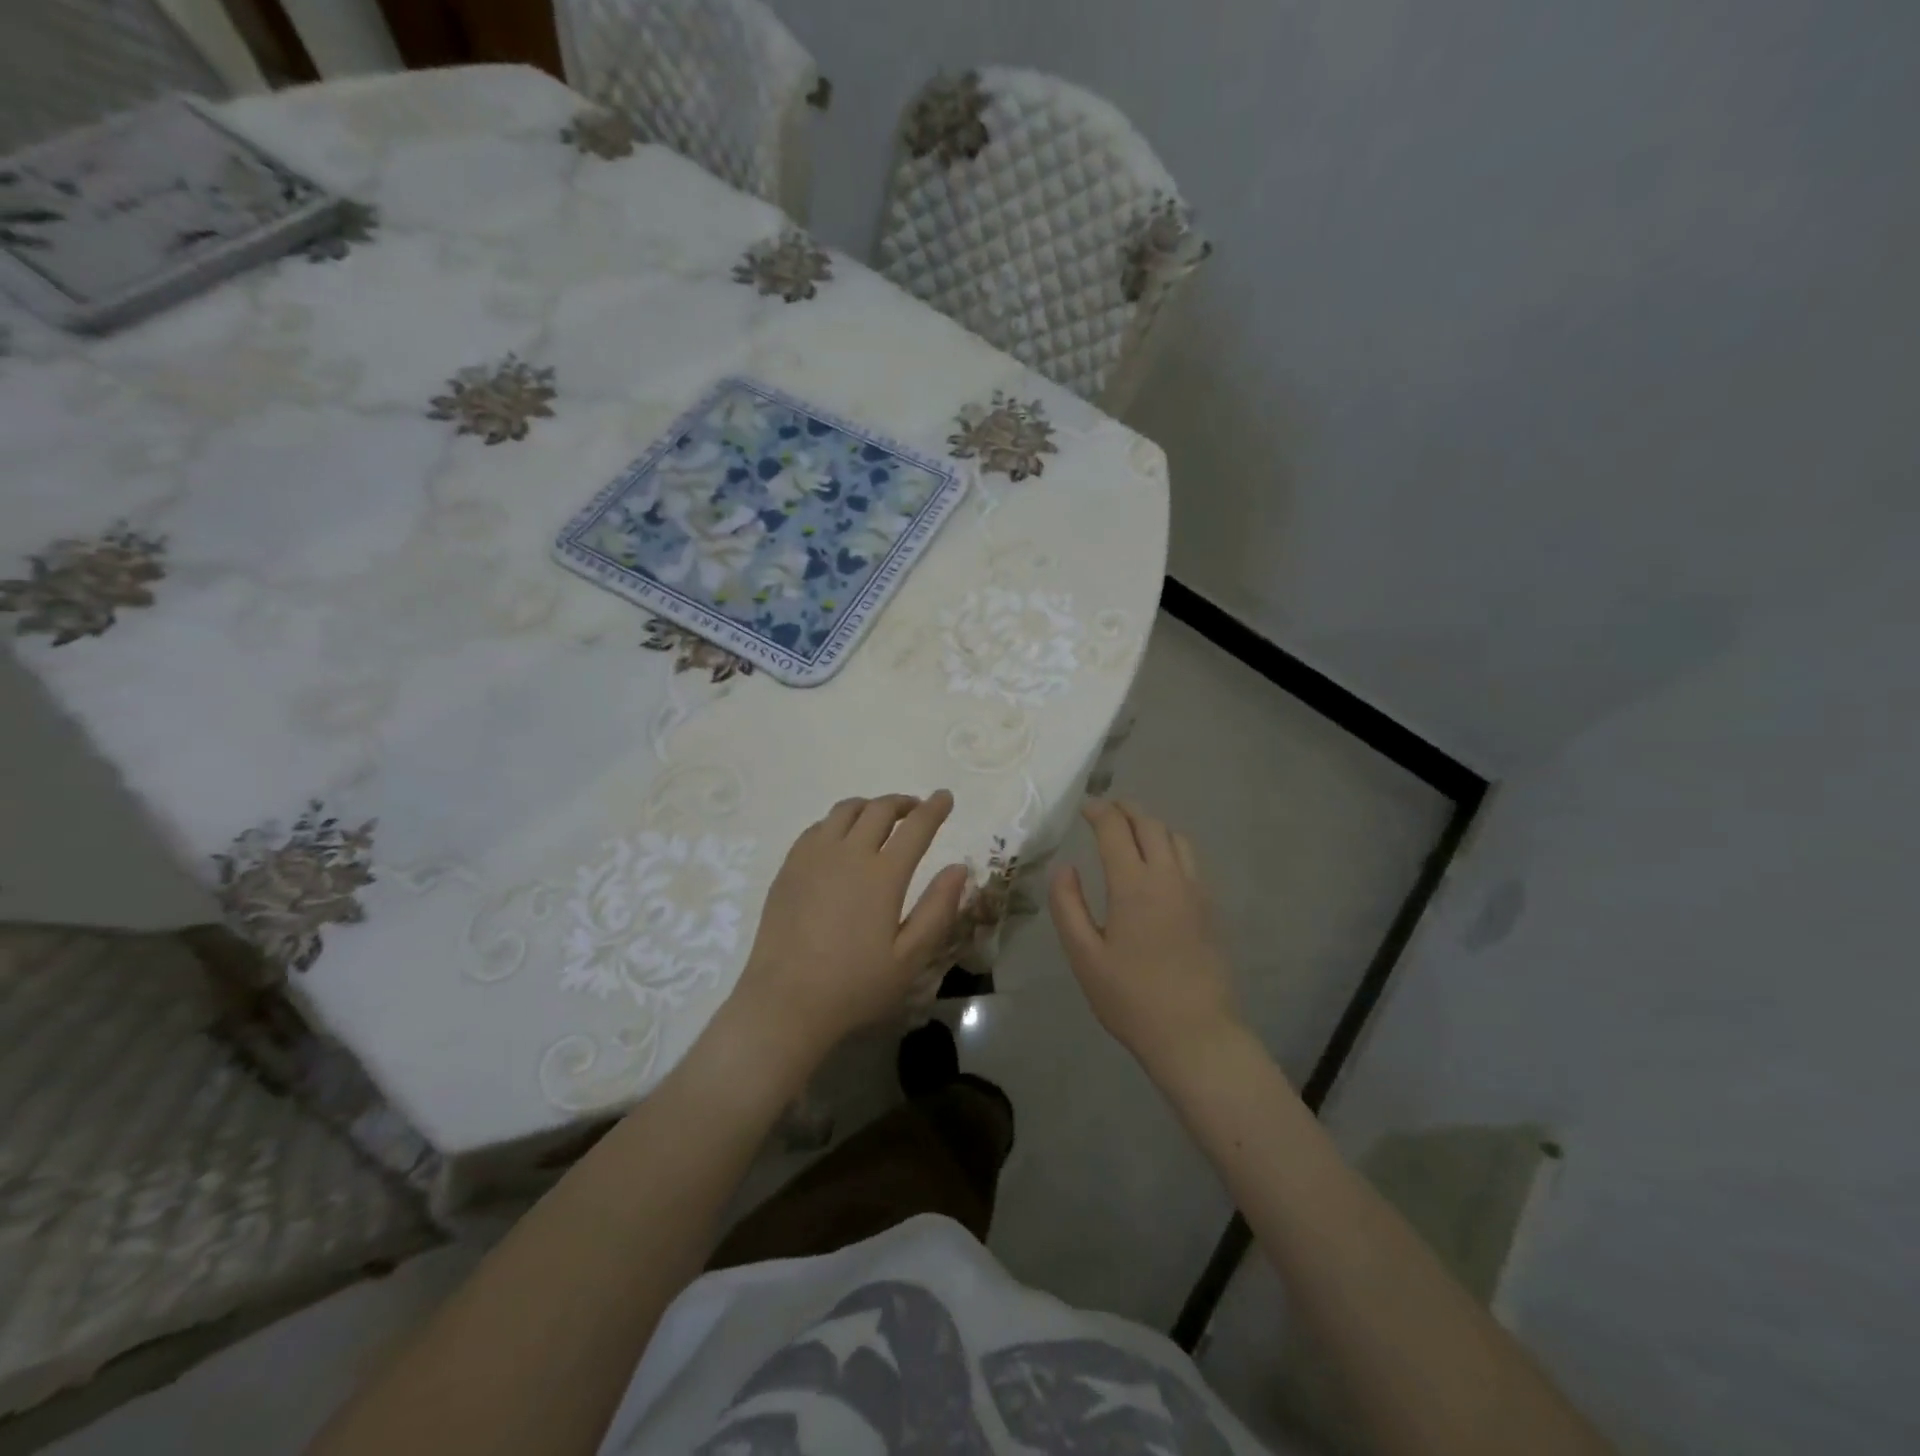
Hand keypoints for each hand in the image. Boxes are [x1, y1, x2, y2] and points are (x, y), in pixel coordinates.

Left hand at [721, 792, 967, 1078]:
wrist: (785, 1002)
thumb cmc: (854, 985)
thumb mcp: (910, 958)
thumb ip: (938, 909)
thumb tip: (959, 868)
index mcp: (883, 875)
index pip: (916, 826)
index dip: (934, 808)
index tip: (945, 797)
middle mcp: (848, 853)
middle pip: (879, 809)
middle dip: (903, 803)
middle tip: (916, 810)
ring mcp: (813, 856)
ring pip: (845, 811)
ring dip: (869, 807)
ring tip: (880, 820)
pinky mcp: (789, 867)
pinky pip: (817, 827)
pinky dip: (838, 823)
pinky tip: (841, 840)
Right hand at [1049, 800, 1242, 1077]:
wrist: (1195, 1034)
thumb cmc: (1131, 998)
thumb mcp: (1084, 956)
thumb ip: (1068, 906)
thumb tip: (1064, 868)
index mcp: (1134, 885)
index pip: (1116, 829)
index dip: (1099, 811)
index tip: (1084, 807)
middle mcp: (1169, 878)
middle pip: (1150, 825)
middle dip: (1126, 810)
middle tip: (1106, 809)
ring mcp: (1196, 891)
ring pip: (1176, 838)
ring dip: (1152, 825)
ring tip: (1132, 832)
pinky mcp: (1211, 909)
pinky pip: (1191, 860)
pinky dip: (1170, 846)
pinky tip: (1159, 865)